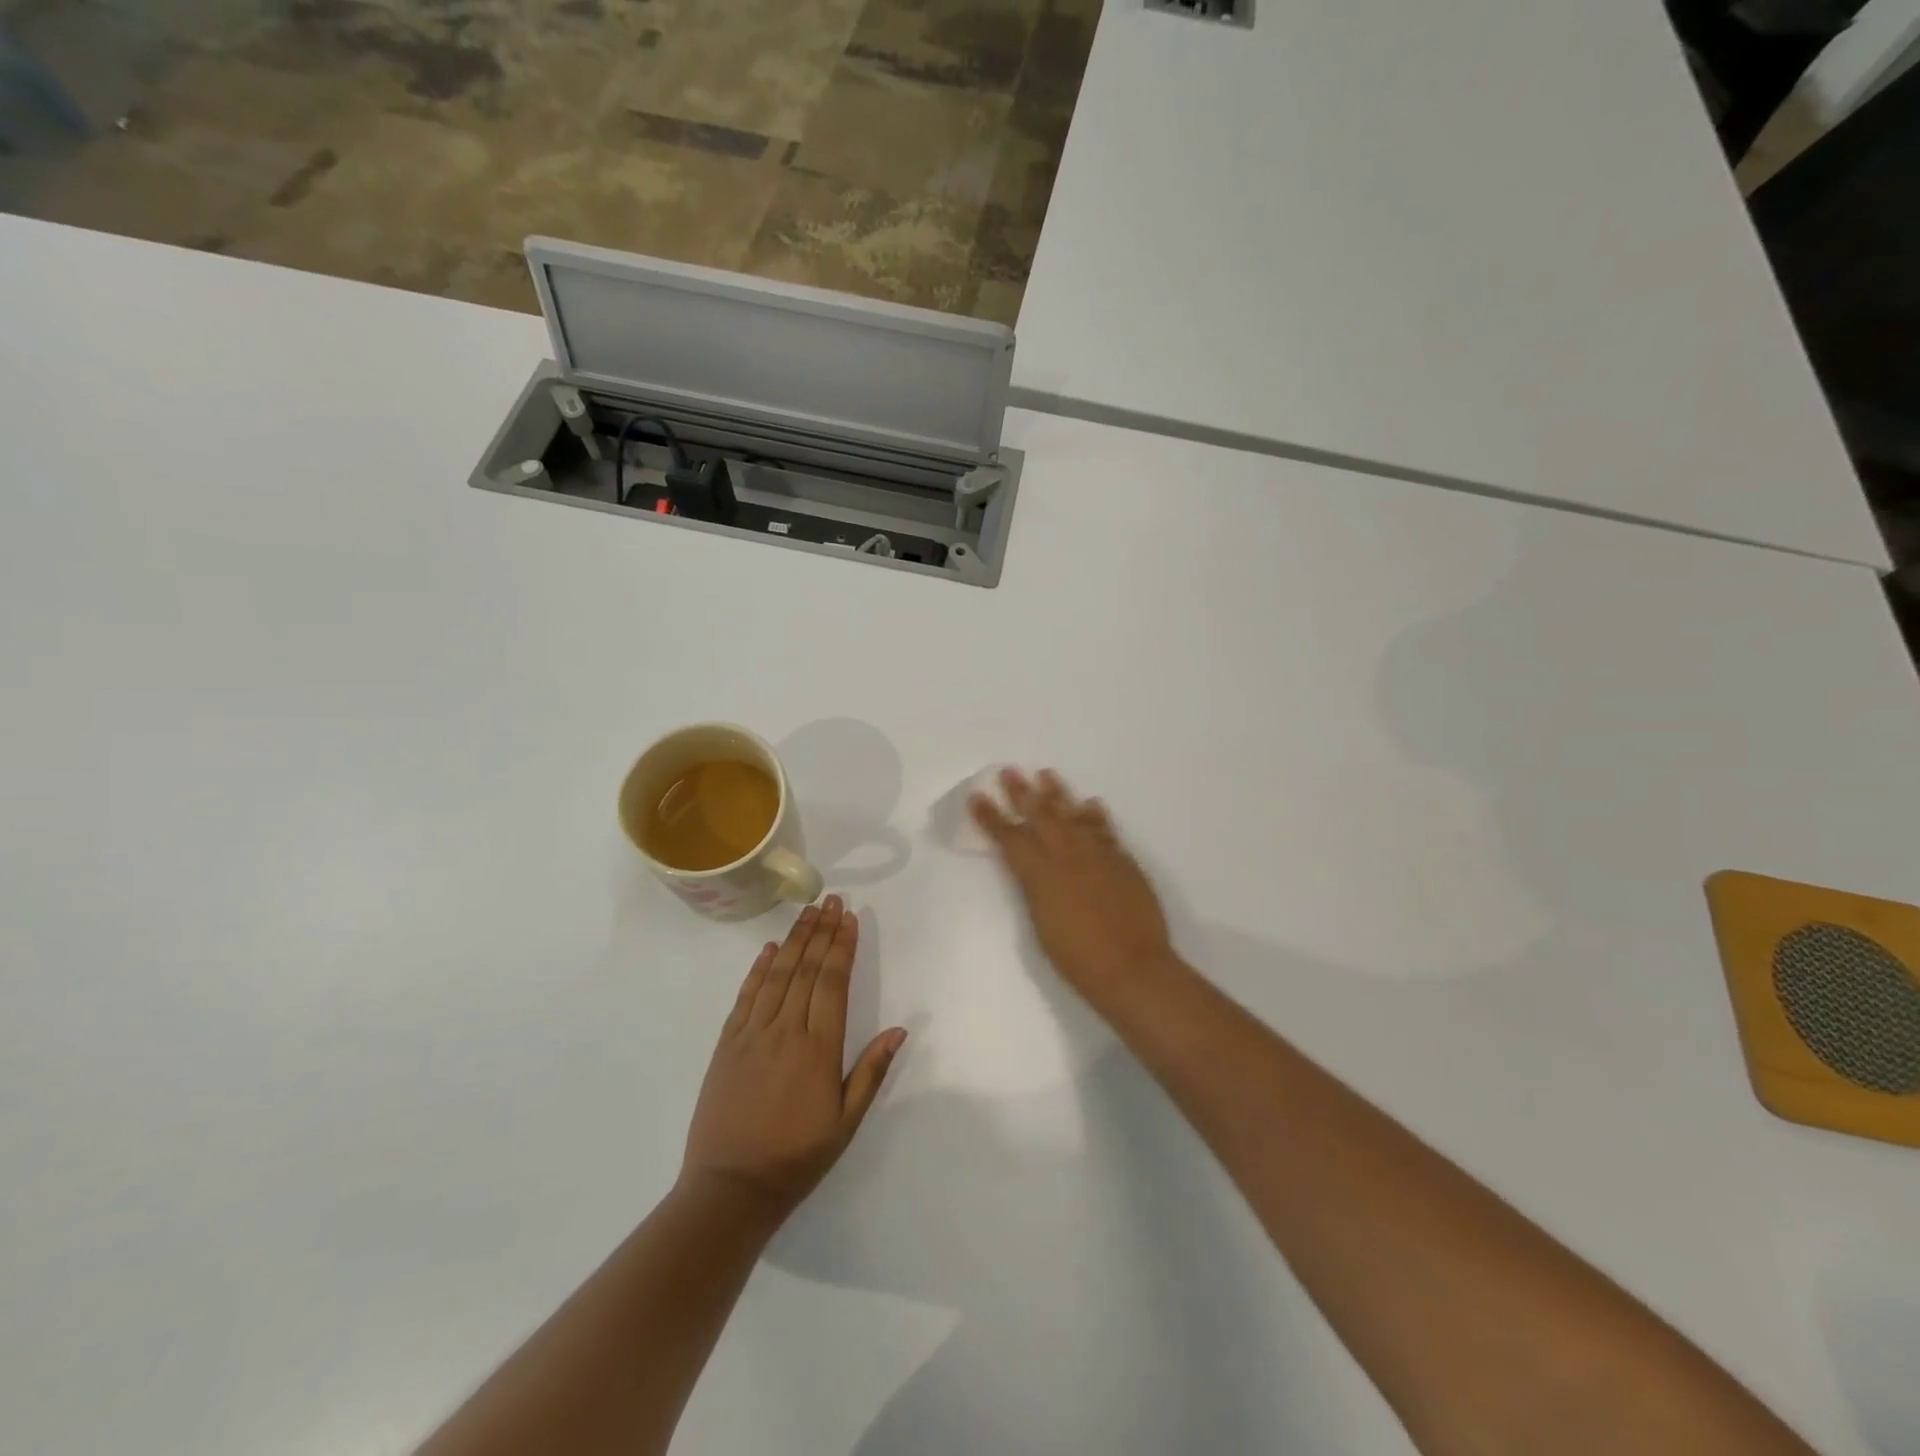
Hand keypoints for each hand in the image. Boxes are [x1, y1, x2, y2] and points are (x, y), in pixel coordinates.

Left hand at [681, 896, 906, 1225]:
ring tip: (808, 911)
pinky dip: (759, 969)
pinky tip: (770, 949)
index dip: (842, 946)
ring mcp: (752, 1034)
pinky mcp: (727, 1044)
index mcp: (819, 1048)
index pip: (832, 982)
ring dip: (795, 939)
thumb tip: (900, 1030)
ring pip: (777, 975)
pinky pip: (746, 997)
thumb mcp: (846, 1122)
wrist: (730, 1188)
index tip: (849, 917)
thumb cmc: (797, 1157)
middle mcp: (786, 1031)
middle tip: (831, 900)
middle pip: (806, 969)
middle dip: (822, 931)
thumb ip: (871, 1072)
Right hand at [970, 769, 1176, 998]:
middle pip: (1041, 816)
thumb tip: (1034, 869)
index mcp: (1040, 876)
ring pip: (1073, 815)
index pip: (1010, 839)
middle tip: (1010, 771)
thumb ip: (1035, 889)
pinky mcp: (1122, 860)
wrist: (1132, 967)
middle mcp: (1066, 856)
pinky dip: (1095, 815)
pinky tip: (1090, 803)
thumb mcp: (1041, 924)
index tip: (977, 798)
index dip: (991, 818)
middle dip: (1022, 793)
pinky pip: (1104, 829)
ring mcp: (1097, 855)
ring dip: (1058, 794)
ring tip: (1047, 774)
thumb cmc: (1077, 958)